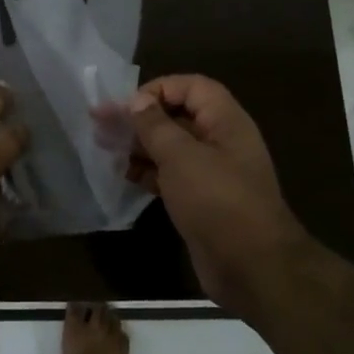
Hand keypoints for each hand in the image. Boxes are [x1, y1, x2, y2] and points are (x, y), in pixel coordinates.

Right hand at [119, 75, 305, 312]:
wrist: (251, 266)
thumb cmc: (217, 201)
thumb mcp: (181, 157)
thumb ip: (155, 125)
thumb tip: (137, 101)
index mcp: (225, 122)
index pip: (192, 87)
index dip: (159, 89)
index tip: (127, 107)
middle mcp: (221, 142)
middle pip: (178, 117)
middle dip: (140, 120)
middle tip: (102, 128)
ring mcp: (212, 173)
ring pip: (172, 148)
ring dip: (140, 147)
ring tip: (107, 151)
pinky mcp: (202, 201)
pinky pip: (172, 176)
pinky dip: (149, 173)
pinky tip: (126, 177)